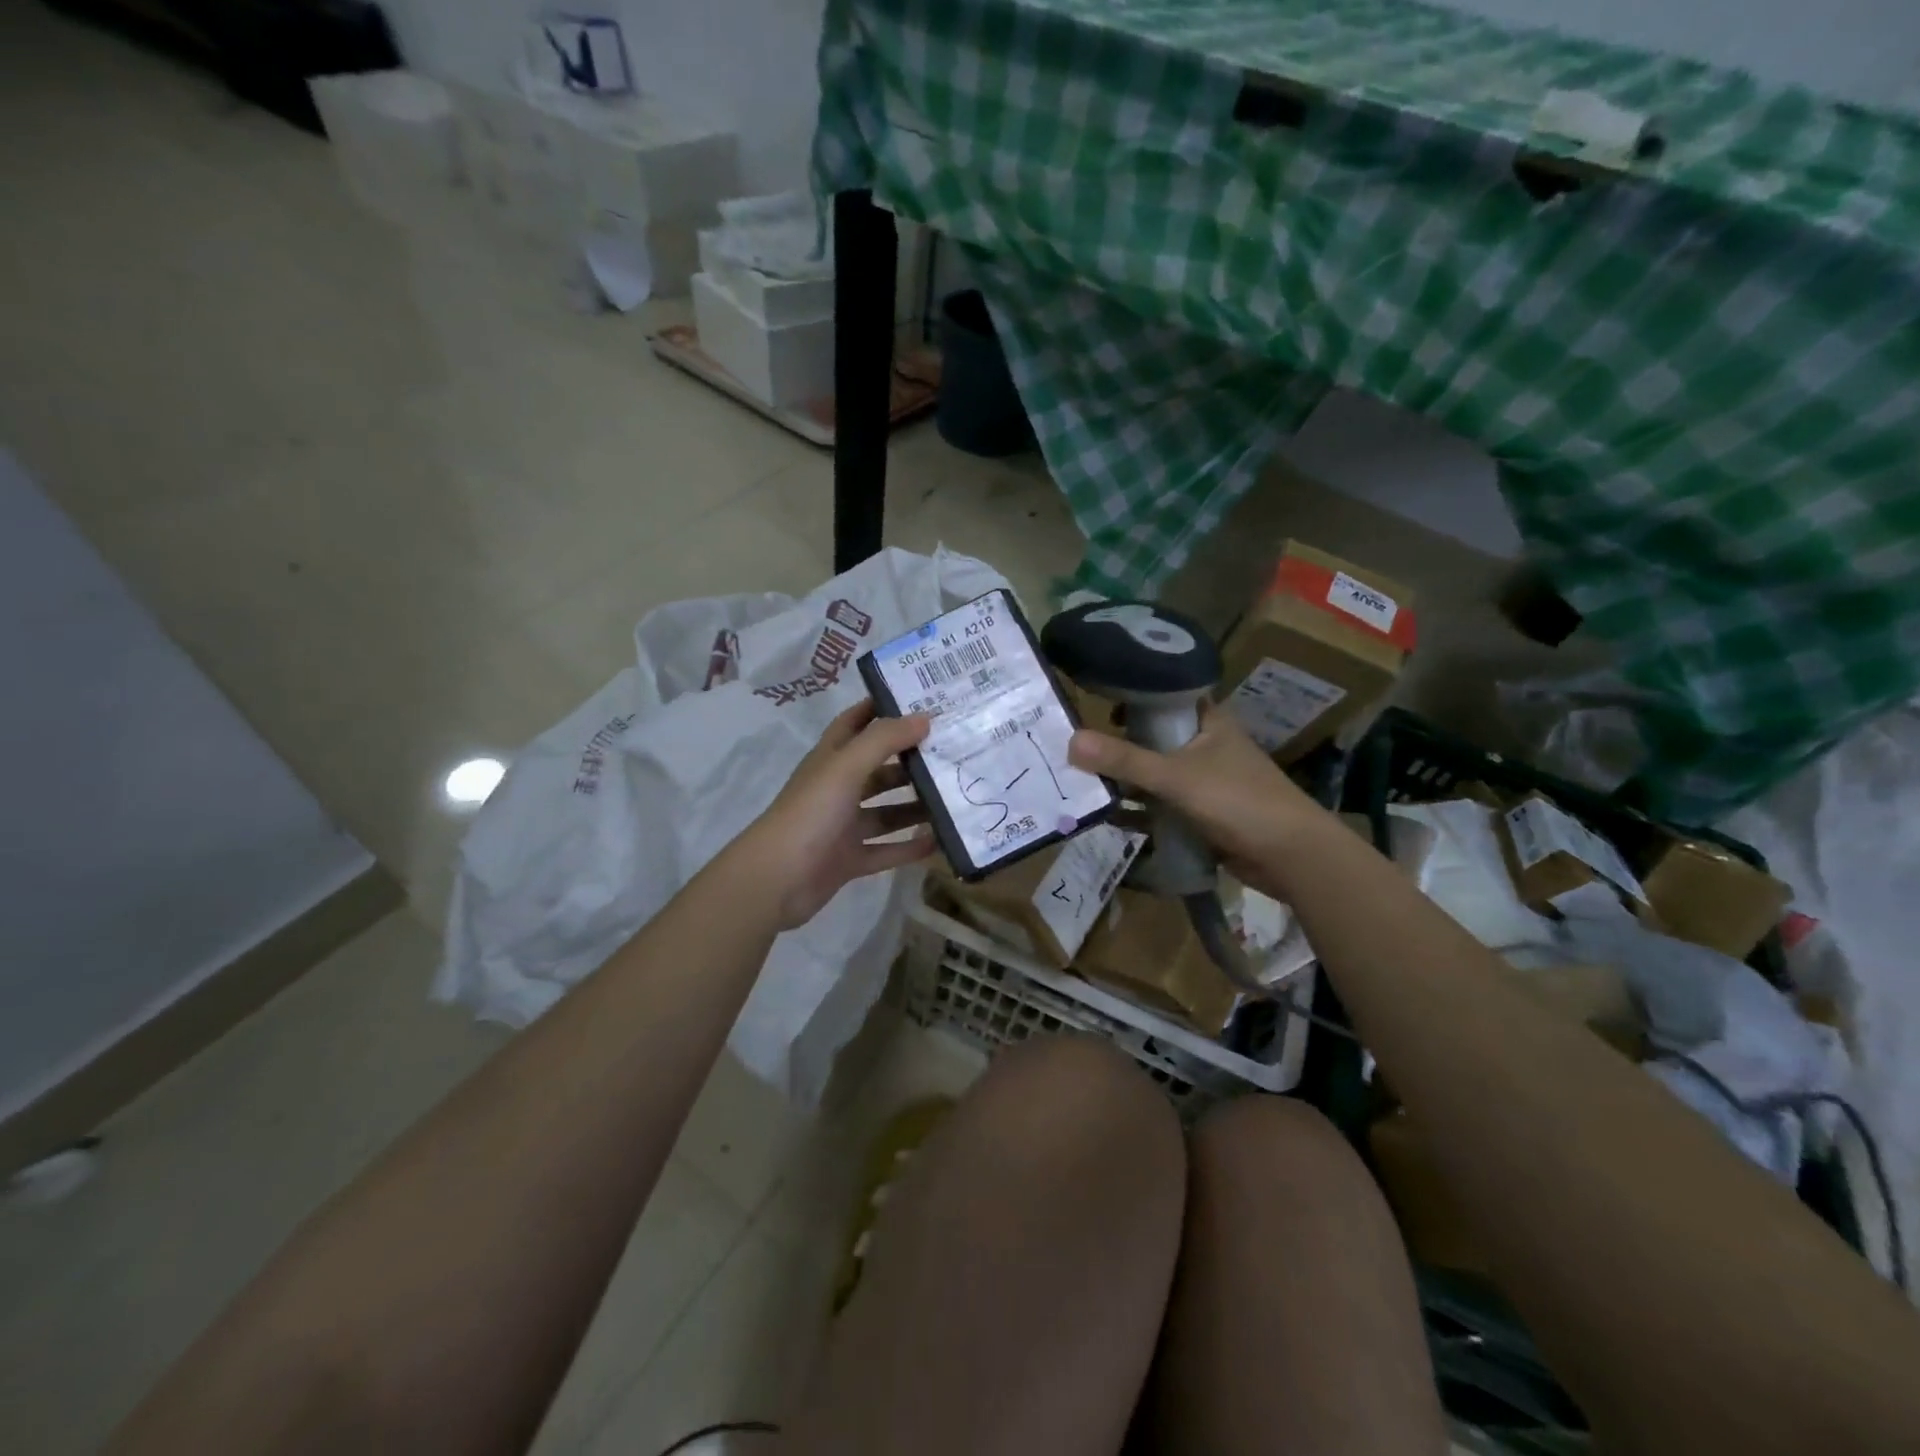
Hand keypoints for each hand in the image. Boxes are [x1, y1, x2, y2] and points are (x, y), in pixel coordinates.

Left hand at [739, 699, 935, 929]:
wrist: (776, 880)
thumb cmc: (810, 813)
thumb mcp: (846, 768)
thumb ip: (884, 740)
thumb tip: (925, 717)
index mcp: (830, 760)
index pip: (855, 723)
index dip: (881, 708)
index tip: (920, 699)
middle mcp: (837, 789)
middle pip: (878, 769)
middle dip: (911, 760)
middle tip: (953, 752)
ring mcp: (842, 827)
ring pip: (886, 812)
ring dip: (916, 806)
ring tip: (955, 796)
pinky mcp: (849, 860)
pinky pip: (886, 850)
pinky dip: (910, 847)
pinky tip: (940, 841)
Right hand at [1067, 704, 1323, 891]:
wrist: (1291, 856)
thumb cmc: (1237, 801)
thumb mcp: (1175, 777)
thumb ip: (1124, 760)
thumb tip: (1070, 740)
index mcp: (1207, 721)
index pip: (1163, 695)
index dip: (1129, 695)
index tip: (1090, 701)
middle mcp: (1205, 745)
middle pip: (1152, 737)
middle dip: (1117, 744)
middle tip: (1073, 747)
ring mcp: (1204, 780)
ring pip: (1155, 773)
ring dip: (1125, 780)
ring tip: (1080, 781)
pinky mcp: (1202, 813)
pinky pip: (1162, 806)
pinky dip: (1139, 811)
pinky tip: (1107, 817)